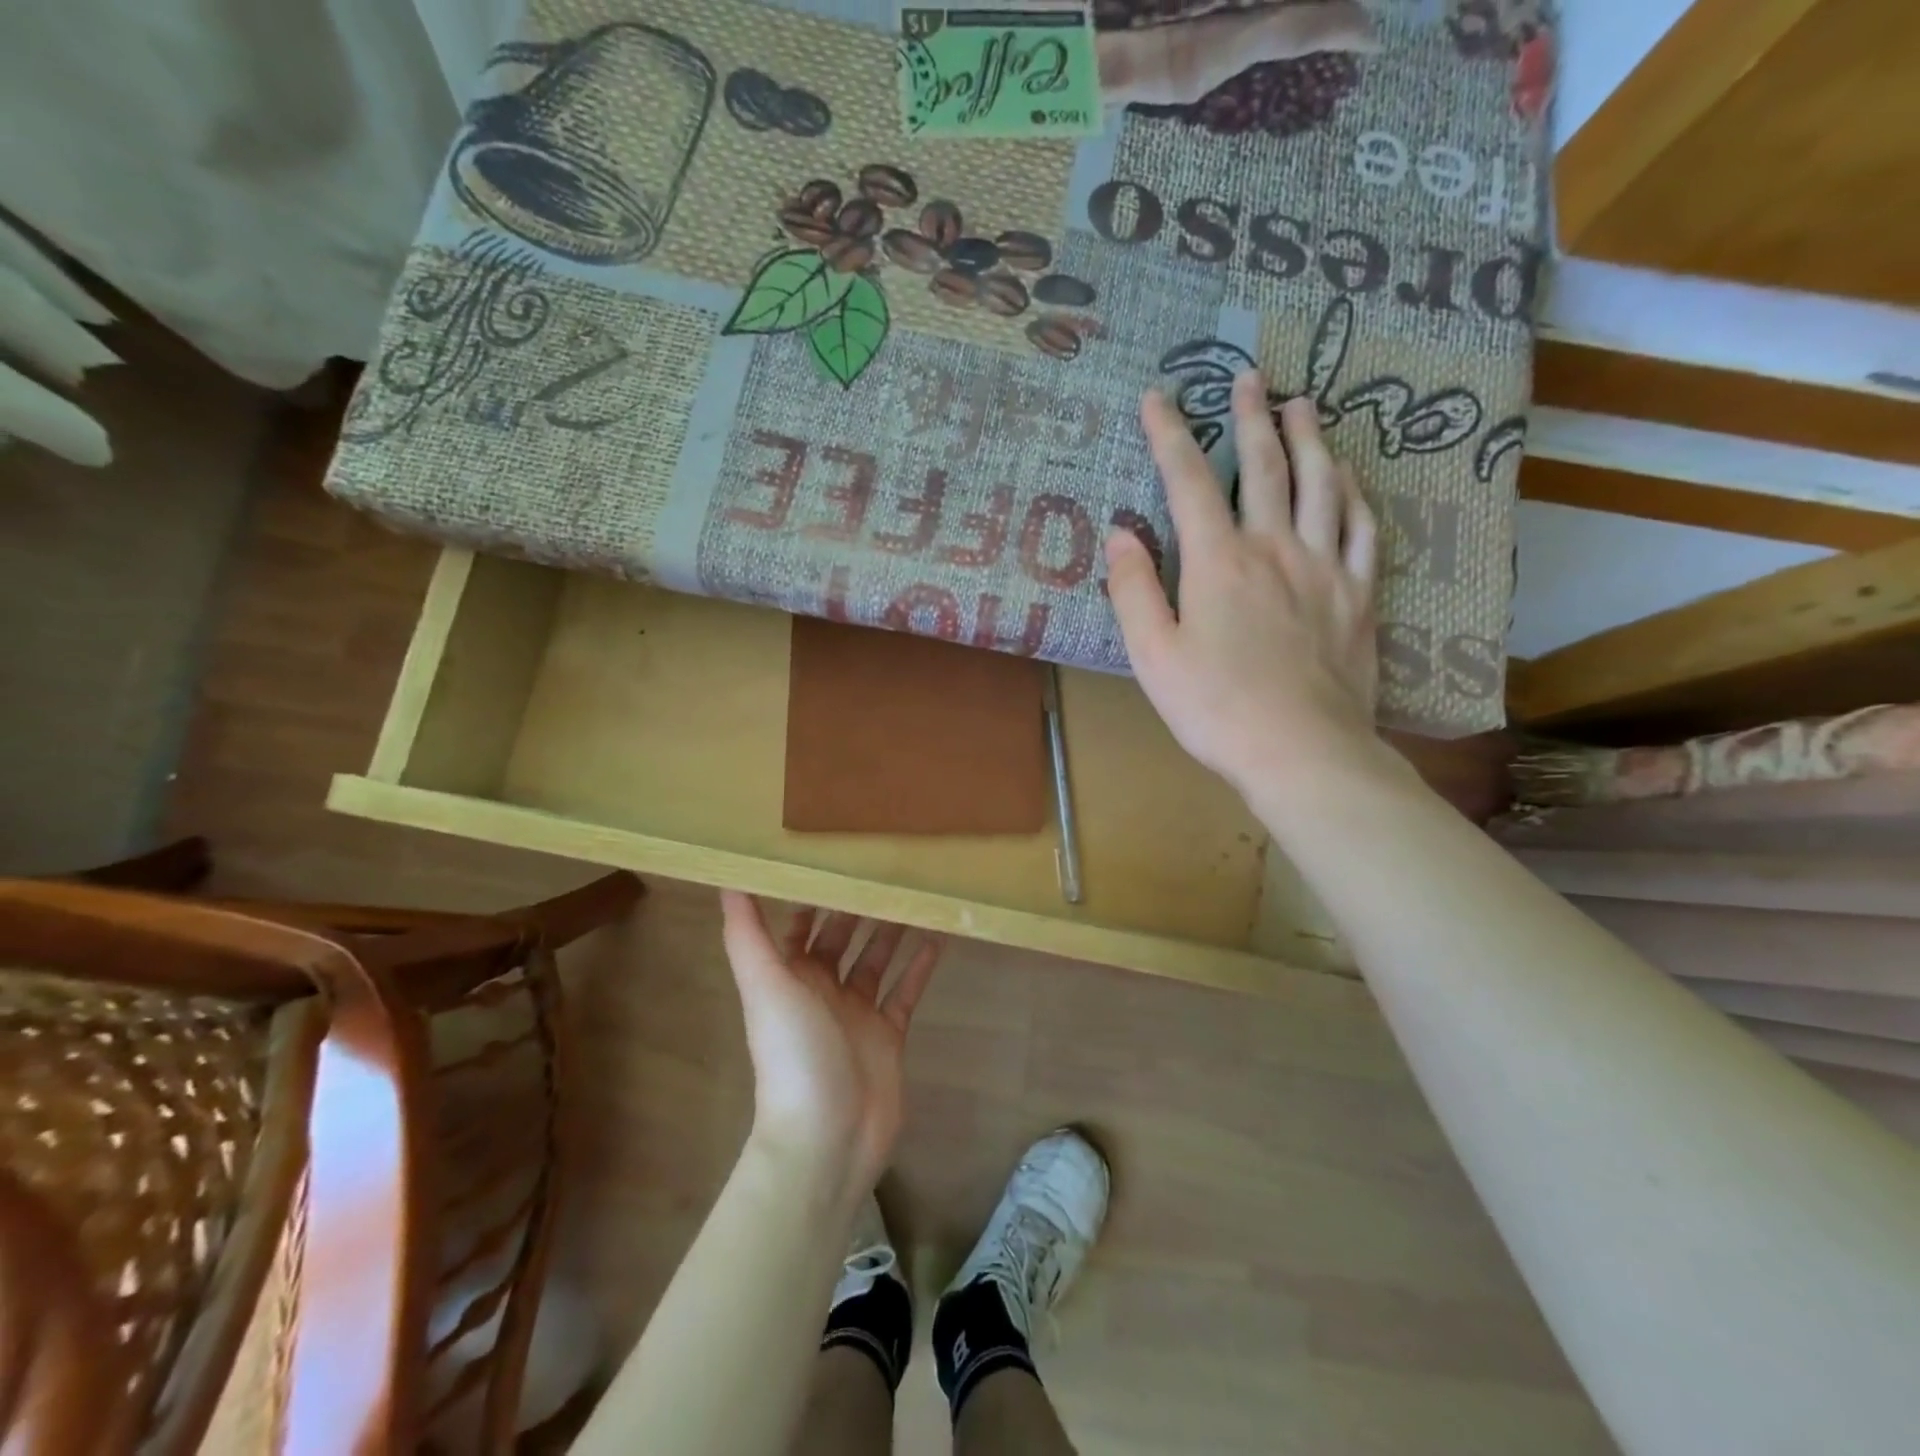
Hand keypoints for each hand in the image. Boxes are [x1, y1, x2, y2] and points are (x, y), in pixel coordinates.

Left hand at [719, 892, 941, 1206]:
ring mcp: (858, 1013)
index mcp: (790, 977)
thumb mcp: (765, 986)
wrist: (827, 1136)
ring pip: (877, 959)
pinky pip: (907, 990)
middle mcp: (822, 990)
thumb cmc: (793, 1053)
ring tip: (917, 892)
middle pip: (843, 938)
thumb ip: (747, 933)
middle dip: (860, 906)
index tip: (837, 857)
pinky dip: (921, 965)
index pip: (801, 926)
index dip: (815, 896)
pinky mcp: (889, 1034)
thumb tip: (726, 878)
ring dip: (893, 929)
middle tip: (889, 866)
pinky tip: (939, 936)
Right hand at [1107, 374, 1381, 805]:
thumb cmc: (1214, 708)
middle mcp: (1275, 548)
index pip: (1189, 482)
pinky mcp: (1360, 595)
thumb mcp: (1153, 656)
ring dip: (1310, 438)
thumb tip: (1121, 534)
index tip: (1157, 397)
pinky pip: (1364, 528)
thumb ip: (1134, 591)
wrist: (1301, 750)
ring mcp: (1325, 568)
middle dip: (1250, 417)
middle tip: (1248, 377)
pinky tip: (1350, 478)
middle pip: (1265, 466)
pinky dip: (1355, 494)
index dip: (1169, 435)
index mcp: (1219, 562)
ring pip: (1322, 484)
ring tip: (1303, 404)